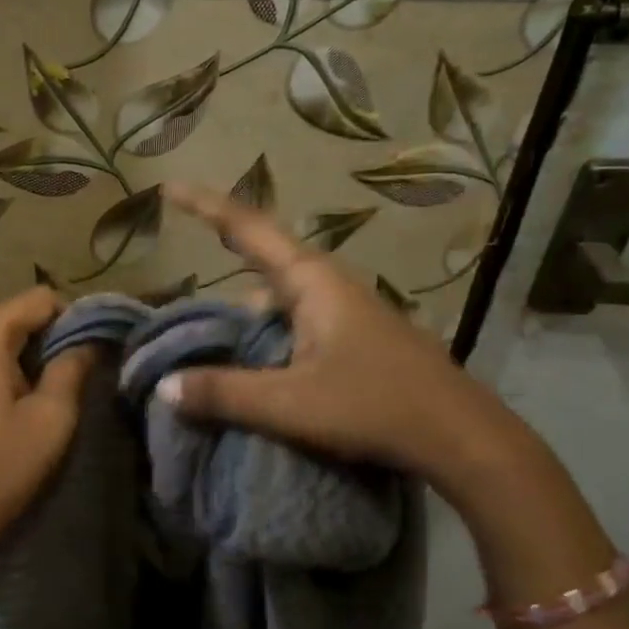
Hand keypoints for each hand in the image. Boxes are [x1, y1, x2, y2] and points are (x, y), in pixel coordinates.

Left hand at [0, 286, 93, 562]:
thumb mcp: (50, 418)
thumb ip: (72, 368)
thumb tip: (90, 341)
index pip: (37, 299)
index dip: (72, 317)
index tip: (93, 350)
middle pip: (13, 317)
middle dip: (48, 339)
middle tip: (77, 376)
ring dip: (26, 359)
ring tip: (51, 395)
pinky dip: (2, 373)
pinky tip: (17, 408)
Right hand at [158, 182, 529, 490]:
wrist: (464, 439)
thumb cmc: (376, 407)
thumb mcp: (291, 404)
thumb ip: (224, 393)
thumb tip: (164, 387)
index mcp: (312, 282)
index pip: (249, 229)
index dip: (206, 206)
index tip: (170, 189)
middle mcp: (329, 286)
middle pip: (263, 260)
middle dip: (222, 258)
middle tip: (183, 274)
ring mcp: (346, 312)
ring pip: (280, 297)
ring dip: (244, 310)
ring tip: (207, 337)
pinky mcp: (356, 340)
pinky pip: (295, 322)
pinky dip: (266, 334)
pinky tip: (253, 365)